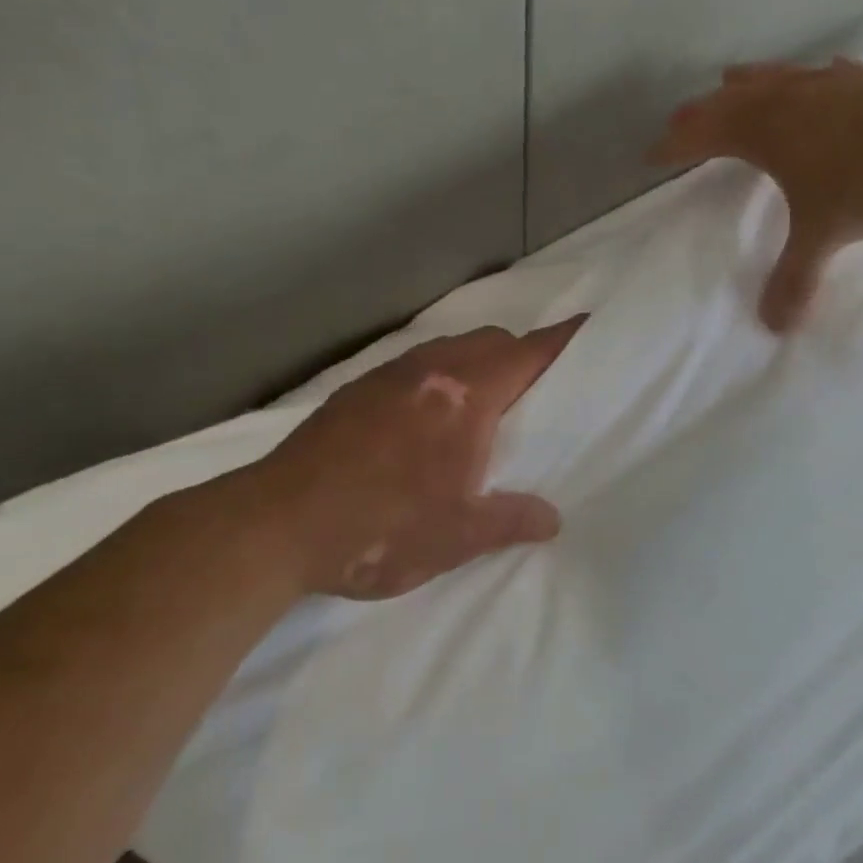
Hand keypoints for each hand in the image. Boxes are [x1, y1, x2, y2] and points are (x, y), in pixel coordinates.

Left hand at [226, 319, 584, 599]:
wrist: (274, 526)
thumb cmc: (380, 527)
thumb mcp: (458, 535)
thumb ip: (512, 519)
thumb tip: (552, 519)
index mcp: (465, 397)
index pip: (527, 354)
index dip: (561, 340)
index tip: (587, 326)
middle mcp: (430, 372)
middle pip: (491, 341)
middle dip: (520, 354)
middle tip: (535, 391)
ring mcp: (388, 376)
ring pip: (449, 349)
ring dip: (476, 362)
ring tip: (483, 405)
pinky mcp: (356, 391)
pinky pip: (415, 365)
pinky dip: (438, 376)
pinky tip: (426, 418)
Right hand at [650, 59, 862, 329]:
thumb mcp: (825, 233)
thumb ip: (795, 278)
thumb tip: (773, 326)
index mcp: (762, 131)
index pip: (702, 134)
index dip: (674, 145)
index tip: (652, 155)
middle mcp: (787, 99)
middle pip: (729, 100)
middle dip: (701, 113)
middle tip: (683, 123)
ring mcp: (827, 82)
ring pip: (772, 77)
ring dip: (746, 84)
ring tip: (732, 83)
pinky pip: (821, 74)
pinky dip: (806, 80)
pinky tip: (820, 78)